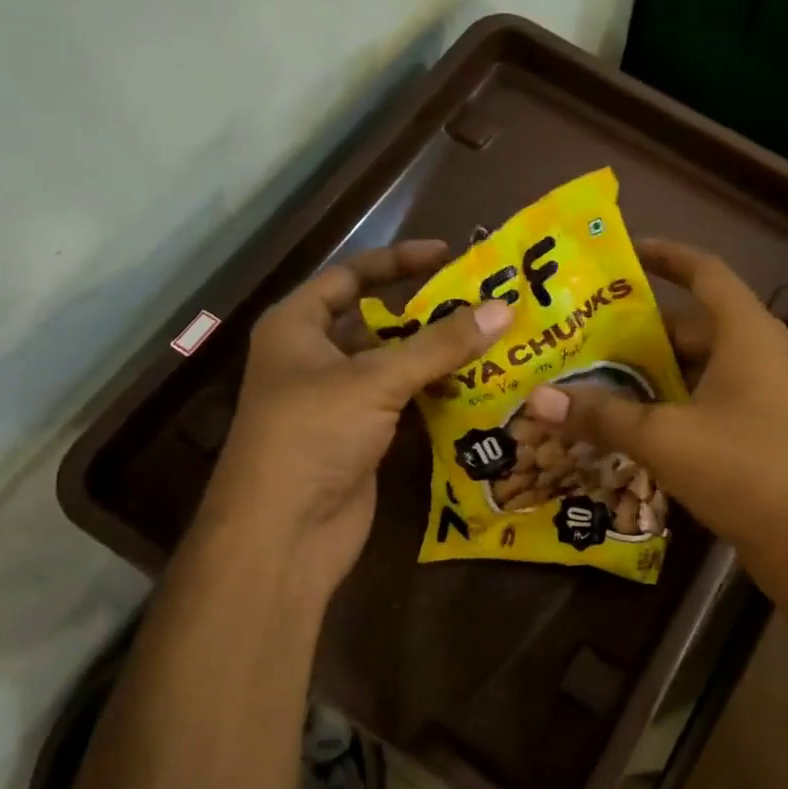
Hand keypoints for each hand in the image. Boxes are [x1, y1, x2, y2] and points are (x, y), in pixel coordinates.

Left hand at [196, 241, 510, 614]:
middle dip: (429, 314)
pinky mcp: (362, 436)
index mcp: (298, 326)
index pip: (351, 275)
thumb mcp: (375, 379)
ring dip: (439, 356)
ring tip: (495, 341)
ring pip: (396, 365)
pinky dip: (437, 393)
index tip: (450, 255)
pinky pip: (404, 402)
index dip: (398, 261)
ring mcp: (339, 400)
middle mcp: (315, 357)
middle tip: (487, 304)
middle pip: (378, 321)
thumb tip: (503, 309)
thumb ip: (440, 344)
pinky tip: (480, 386)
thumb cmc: (313, 435)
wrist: (283, 533)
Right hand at [523, 239, 787, 596]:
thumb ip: (601, 415)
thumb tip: (538, 400)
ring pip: (698, 363)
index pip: (705, 271)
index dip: (666, 255)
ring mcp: (763, 391)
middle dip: (641, 326)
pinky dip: (671, 397)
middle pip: (693, 322)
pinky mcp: (758, 425)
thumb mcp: (662, 438)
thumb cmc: (741, 470)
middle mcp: (759, 352)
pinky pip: (707, 394)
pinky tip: (631, 416)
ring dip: (653, 367)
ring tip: (597, 371)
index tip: (625, 252)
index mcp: (747, 333)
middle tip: (587, 330)